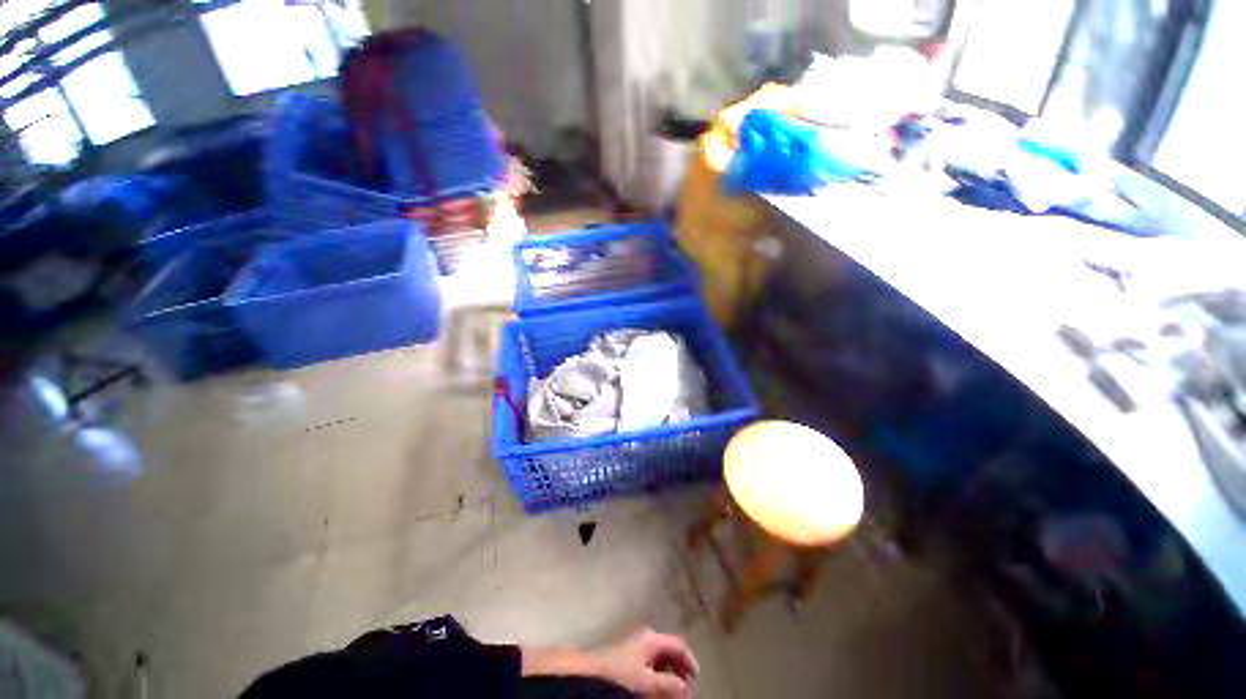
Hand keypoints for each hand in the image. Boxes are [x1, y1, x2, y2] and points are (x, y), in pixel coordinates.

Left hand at [592, 628, 699, 697]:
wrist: (590, 674)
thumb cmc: (622, 675)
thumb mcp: (649, 682)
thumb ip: (670, 684)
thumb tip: (686, 687)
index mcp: (652, 638)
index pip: (678, 644)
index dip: (689, 660)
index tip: (697, 677)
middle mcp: (644, 637)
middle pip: (668, 650)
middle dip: (678, 668)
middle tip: (686, 686)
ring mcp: (634, 646)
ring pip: (657, 658)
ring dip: (667, 673)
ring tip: (672, 691)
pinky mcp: (624, 657)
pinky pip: (647, 664)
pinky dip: (655, 674)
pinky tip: (654, 689)